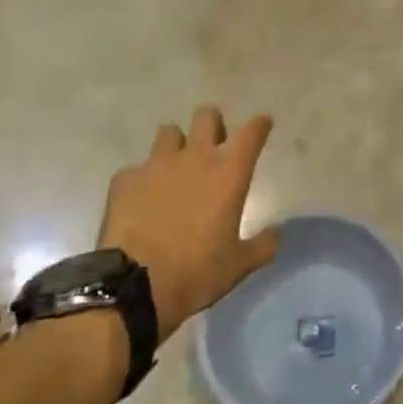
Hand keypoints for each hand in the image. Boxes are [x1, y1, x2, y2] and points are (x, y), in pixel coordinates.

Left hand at [100, 107, 277, 340]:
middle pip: (207, 117)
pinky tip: (142, 199)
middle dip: (213, 124)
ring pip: (169, 132)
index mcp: (228, 174)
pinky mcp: (125, 179)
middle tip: (213, 143)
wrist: (134, 286)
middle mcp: (195, 158)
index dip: (259, 125)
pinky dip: (144, 178)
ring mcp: (157, 165)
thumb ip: (262, 245)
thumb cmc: (196, 272)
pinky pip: (138, 167)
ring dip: (176, 144)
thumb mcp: (239, 265)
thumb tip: (277, 235)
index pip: (251, 134)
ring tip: (175, 167)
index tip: (263, 124)